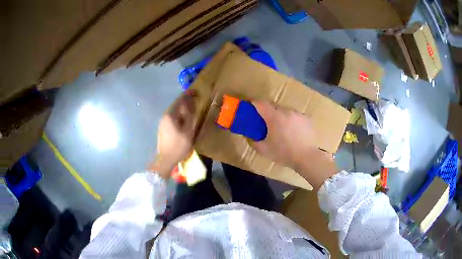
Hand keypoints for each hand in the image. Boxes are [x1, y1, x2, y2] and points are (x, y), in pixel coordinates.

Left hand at [153, 90, 196, 177]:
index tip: (195, 91)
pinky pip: (172, 118)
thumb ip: (189, 117)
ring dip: (182, 109)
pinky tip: (184, 119)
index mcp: (170, 116)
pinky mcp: (163, 129)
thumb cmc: (178, 146)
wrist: (165, 160)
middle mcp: (165, 117)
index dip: (188, 95)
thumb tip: (191, 105)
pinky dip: (179, 115)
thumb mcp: (188, 132)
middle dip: (185, 101)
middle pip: (176, 105)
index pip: (180, 101)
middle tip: (195, 99)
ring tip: (191, 108)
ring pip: (174, 112)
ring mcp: (162, 123)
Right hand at [251, 101, 337, 188]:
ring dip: (281, 116)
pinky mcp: (306, 119)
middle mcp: (286, 112)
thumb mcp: (264, 151)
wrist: (307, 157)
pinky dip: (291, 121)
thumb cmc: (284, 153)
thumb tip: (250, 136)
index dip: (254, 103)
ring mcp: (298, 114)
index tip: (250, 106)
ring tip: (281, 128)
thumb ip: (254, 142)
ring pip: (285, 111)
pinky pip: (295, 116)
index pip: (261, 104)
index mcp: (274, 117)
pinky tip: (293, 131)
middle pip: (273, 106)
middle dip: (268, 111)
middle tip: (265, 122)